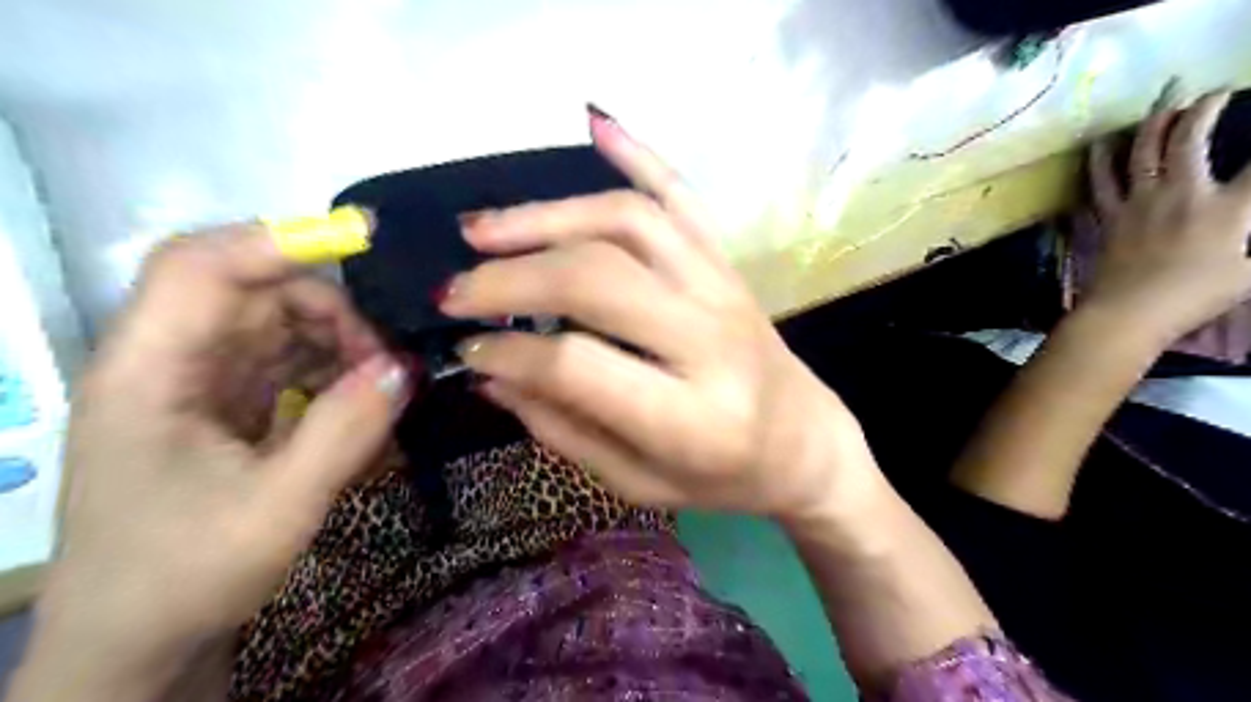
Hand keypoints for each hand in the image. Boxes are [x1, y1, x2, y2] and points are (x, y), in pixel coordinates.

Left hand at [32, 228, 405, 687]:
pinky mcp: (220, 407)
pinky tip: (359, 396)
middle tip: (385, 358)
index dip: (278, 242)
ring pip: (274, 325)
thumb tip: (403, 368)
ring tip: (381, 380)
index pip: (200, 267)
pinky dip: (327, 369)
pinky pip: (281, 362)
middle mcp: (166, 362)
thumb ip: (344, 431)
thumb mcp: (278, 508)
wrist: (135, 646)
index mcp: (148, 372)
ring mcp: (194, 384)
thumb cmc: (185, 577)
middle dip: (329, 310)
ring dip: (335, 341)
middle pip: (252, 292)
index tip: (363, 246)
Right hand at [438, 107, 876, 520]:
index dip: (508, 352)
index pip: (578, 365)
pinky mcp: (728, 263)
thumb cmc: (722, 476)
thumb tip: (491, 375)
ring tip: (483, 230)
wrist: (804, 442)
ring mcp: (723, 288)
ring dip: (547, 216)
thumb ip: (564, 431)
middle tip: (455, 290)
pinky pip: (684, 195)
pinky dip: (639, 153)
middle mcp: (709, 340)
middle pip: (598, 278)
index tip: (467, 350)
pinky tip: (595, 125)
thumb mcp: (638, 482)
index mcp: (689, 417)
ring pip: (629, 222)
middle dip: (511, 277)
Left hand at [1088, 90, 1250, 345]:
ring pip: (1142, 151)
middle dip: (1204, 107)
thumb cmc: (1196, 297)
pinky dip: (1101, 159)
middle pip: (1190, 138)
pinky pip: (1102, 181)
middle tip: (1212, 90)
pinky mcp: (1109, 217)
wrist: (1128, 311)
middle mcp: (1182, 193)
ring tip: (1163, 97)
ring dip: (1154, 120)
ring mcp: (1139, 202)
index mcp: (1229, 207)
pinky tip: (1100, 143)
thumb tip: (1247, 224)